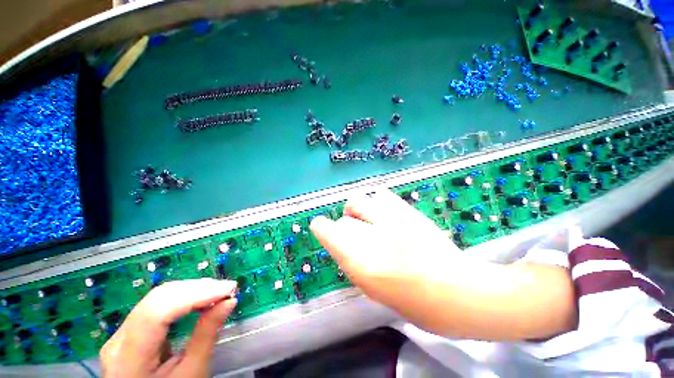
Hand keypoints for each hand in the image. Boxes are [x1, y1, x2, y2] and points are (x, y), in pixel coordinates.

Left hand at [101, 279, 236, 377]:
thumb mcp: (191, 374)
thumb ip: (206, 337)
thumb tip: (229, 302)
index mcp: (128, 359)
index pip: (157, 313)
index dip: (194, 296)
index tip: (228, 290)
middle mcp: (118, 340)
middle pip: (157, 299)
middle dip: (197, 289)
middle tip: (228, 288)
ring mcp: (120, 333)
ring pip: (158, 297)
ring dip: (192, 290)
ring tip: (219, 291)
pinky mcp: (129, 330)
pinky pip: (158, 304)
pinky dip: (184, 296)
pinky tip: (200, 297)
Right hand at [310, 190, 575, 340]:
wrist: (458, 291)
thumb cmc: (413, 302)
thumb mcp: (373, 288)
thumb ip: (352, 261)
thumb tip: (342, 242)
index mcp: (360, 262)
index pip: (327, 231)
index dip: (322, 228)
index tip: (322, 228)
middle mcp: (371, 236)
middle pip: (344, 220)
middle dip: (345, 226)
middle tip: (357, 234)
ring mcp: (390, 219)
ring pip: (358, 200)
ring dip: (358, 209)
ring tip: (368, 218)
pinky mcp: (407, 210)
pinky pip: (381, 195)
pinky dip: (377, 202)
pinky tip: (385, 213)